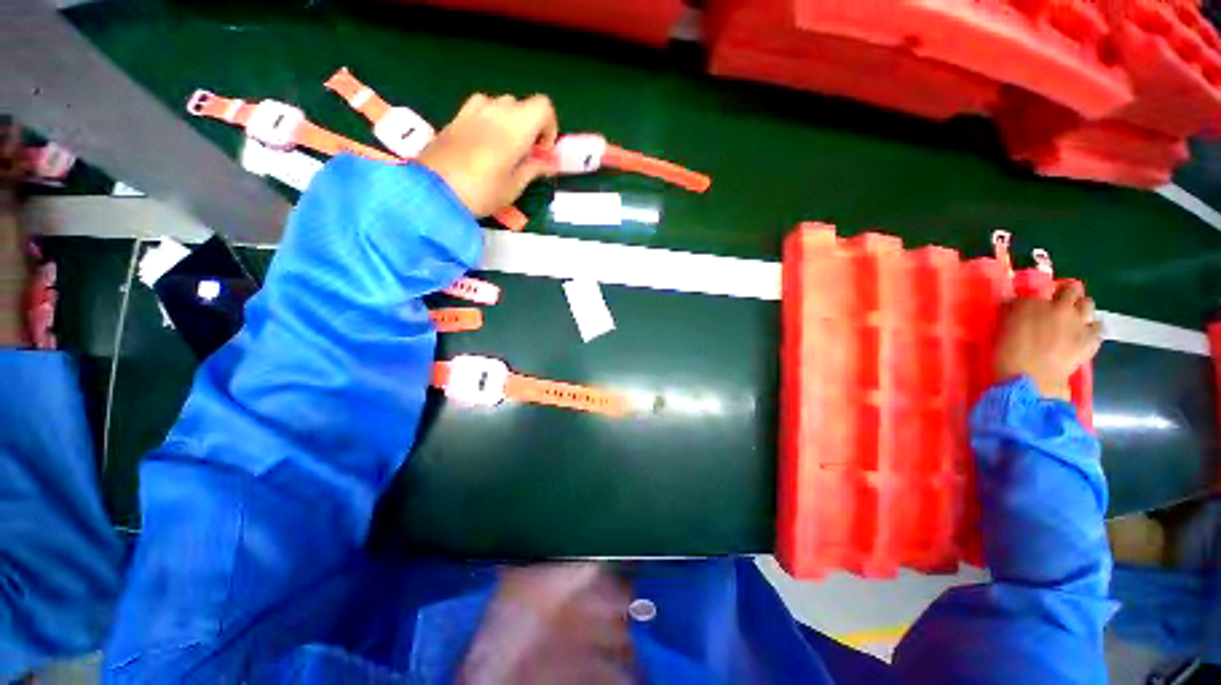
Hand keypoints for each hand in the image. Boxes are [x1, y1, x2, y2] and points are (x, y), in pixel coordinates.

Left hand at [418, 93, 558, 217]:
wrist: (434, 191)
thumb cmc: (482, 191)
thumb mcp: (514, 186)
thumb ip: (534, 168)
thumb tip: (549, 163)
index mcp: (515, 126)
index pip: (544, 107)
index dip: (549, 128)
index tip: (542, 152)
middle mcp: (496, 110)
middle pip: (522, 106)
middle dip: (530, 127)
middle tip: (526, 156)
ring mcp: (472, 110)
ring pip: (501, 105)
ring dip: (509, 123)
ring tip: (505, 150)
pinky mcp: (456, 117)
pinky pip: (481, 109)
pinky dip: (490, 121)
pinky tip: (485, 145)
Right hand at [994, 281, 1100, 400]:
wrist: (1031, 380)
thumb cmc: (1007, 357)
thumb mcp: (1002, 332)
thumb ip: (1012, 315)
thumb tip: (1013, 306)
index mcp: (1030, 304)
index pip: (1035, 292)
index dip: (1034, 299)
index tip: (1031, 307)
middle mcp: (1058, 306)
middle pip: (1071, 289)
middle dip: (1067, 294)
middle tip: (1060, 304)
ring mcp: (1078, 321)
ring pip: (1088, 303)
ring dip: (1081, 308)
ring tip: (1073, 319)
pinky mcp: (1092, 337)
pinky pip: (1097, 326)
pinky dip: (1091, 328)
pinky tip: (1083, 335)